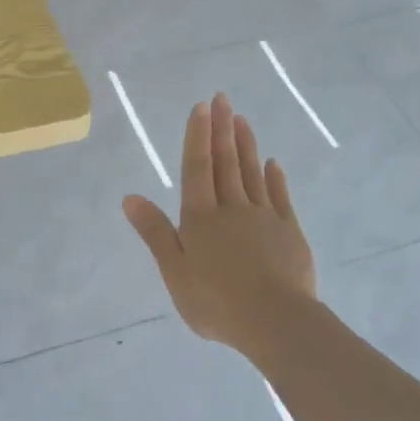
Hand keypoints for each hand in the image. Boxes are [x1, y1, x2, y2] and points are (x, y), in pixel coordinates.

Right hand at [122, 93, 317, 352]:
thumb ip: (155, 232)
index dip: (198, 135)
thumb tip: (130, 197)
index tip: (202, 106)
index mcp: (200, 217)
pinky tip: (272, 164)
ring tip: (243, 120)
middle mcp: (232, 208)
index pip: (197, 167)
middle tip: (223, 98)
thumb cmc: (216, 301)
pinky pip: (280, 197)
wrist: (275, 322)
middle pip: (226, 162)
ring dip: (246, 145)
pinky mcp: (289, 232)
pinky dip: (274, 178)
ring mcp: (264, 217)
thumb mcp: (174, 272)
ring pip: (252, 173)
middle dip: (222, 129)